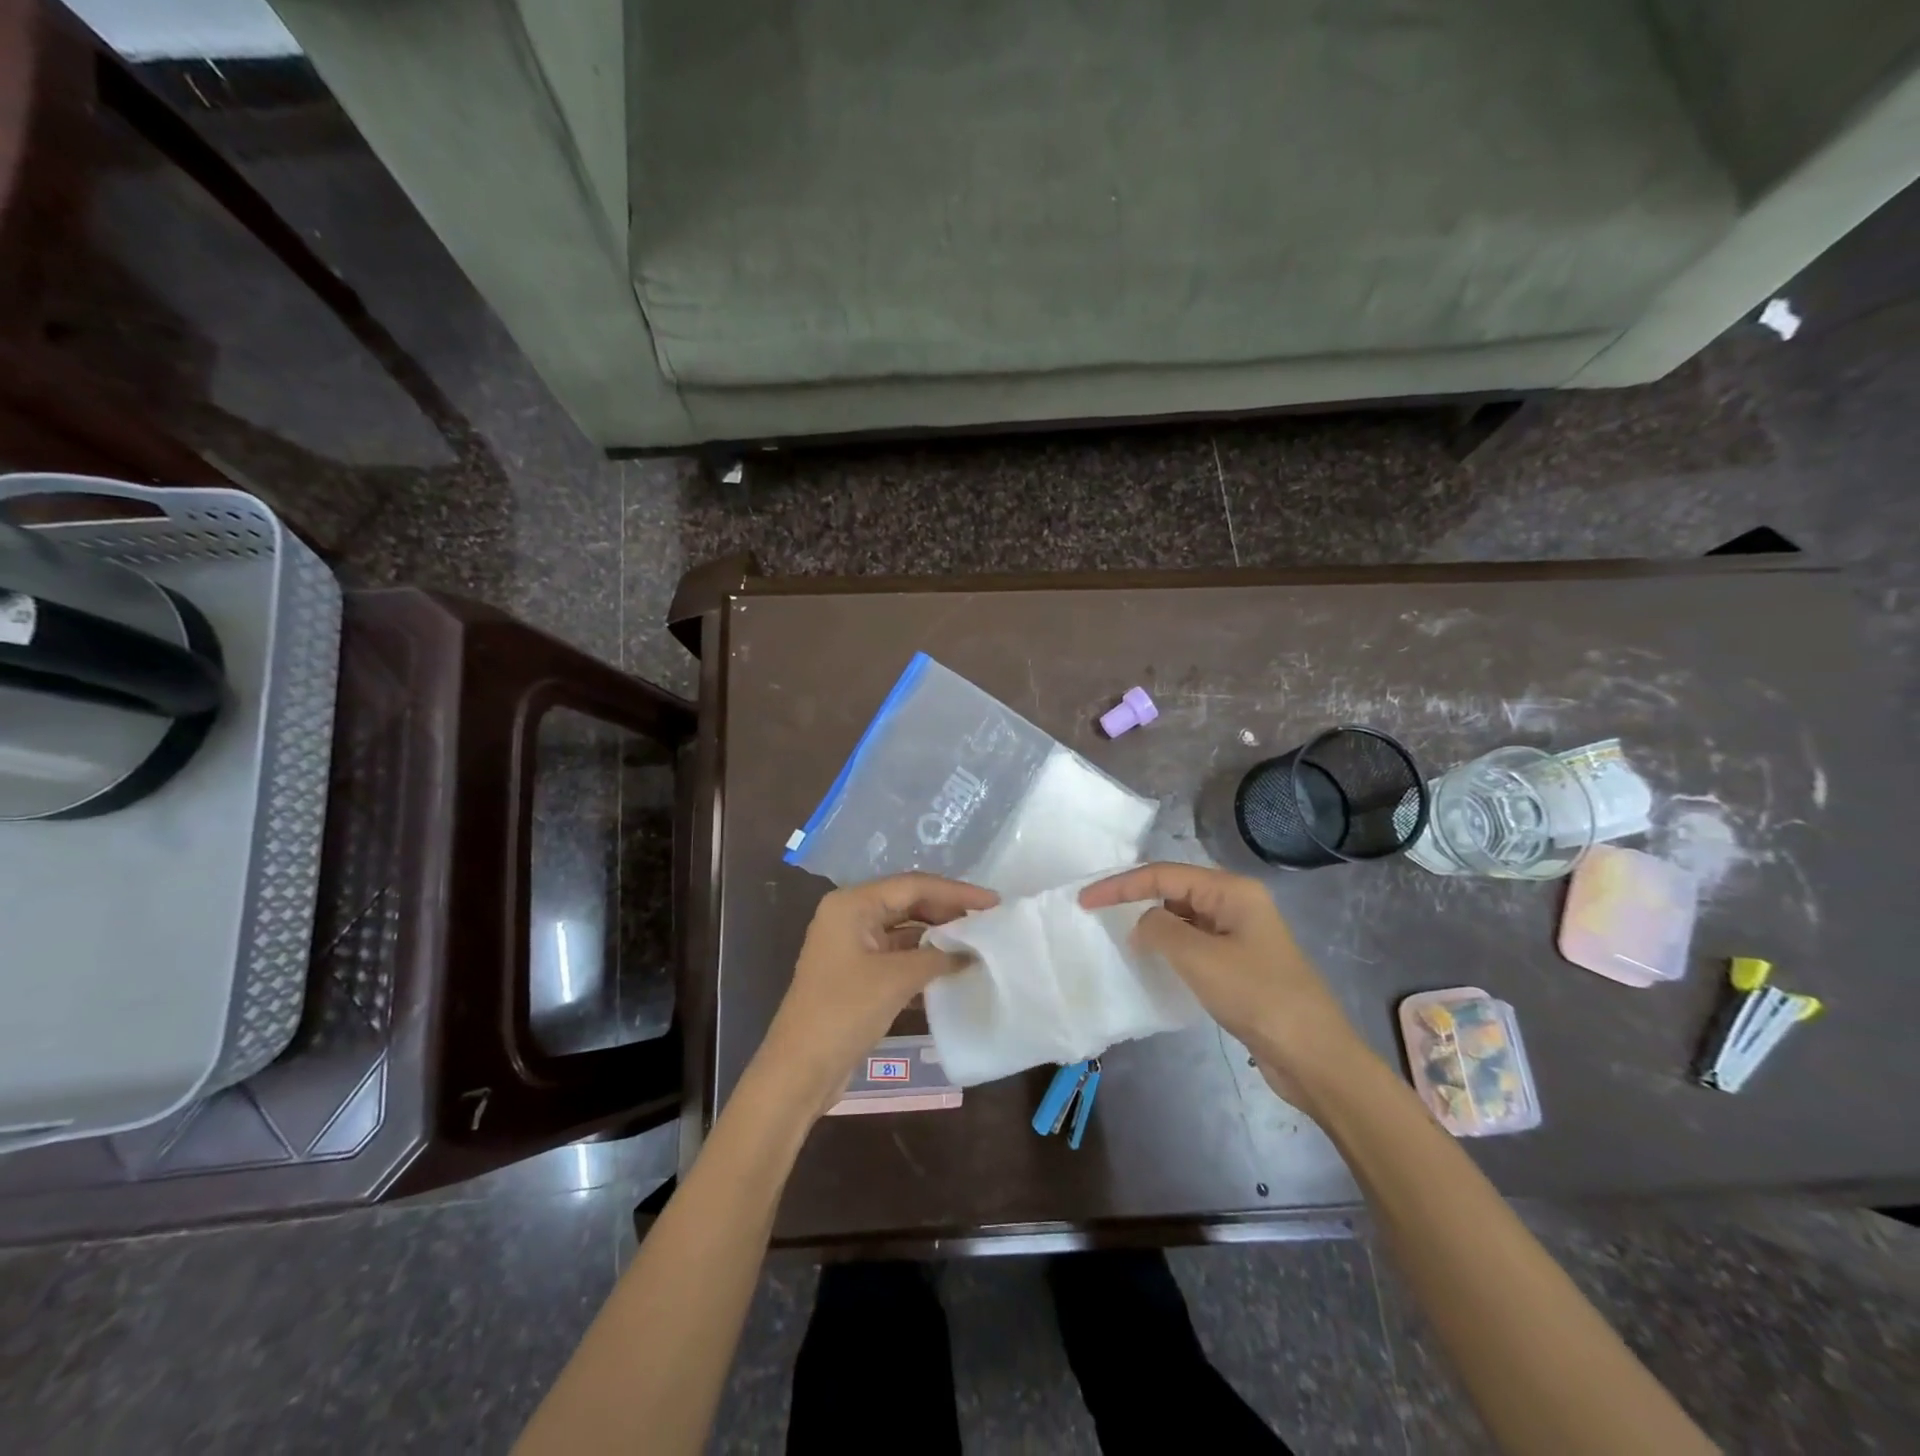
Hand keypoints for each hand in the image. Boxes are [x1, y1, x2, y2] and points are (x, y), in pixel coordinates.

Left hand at [755, 874, 998, 1114]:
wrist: (799, 1070)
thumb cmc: (844, 1012)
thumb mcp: (897, 979)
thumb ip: (938, 957)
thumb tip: (971, 951)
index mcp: (853, 904)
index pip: (913, 886)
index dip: (956, 892)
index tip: (994, 902)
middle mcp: (850, 916)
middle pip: (908, 902)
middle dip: (948, 911)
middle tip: (988, 921)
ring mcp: (852, 945)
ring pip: (905, 930)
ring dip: (938, 937)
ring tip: (977, 943)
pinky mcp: (857, 973)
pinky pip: (897, 955)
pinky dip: (924, 959)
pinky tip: (952, 970)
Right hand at [1080, 863, 1367, 1106]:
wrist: (1314, 1056)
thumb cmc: (1257, 997)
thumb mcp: (1200, 959)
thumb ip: (1160, 930)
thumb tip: (1142, 923)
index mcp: (1232, 891)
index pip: (1163, 874)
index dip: (1120, 885)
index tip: (1085, 901)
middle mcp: (1237, 903)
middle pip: (1174, 889)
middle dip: (1136, 898)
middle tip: (1099, 914)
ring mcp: (1241, 934)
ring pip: (1184, 917)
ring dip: (1154, 924)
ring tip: (1122, 938)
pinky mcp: (1241, 963)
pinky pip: (1196, 942)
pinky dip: (1171, 947)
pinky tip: (1155, 963)